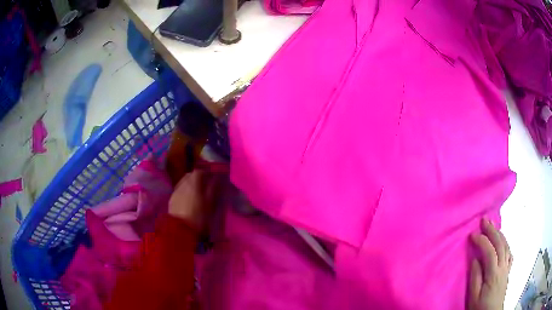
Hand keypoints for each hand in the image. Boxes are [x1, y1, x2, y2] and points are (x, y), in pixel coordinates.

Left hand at [168, 169, 223, 230]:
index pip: (199, 171)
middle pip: (189, 175)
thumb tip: (216, 179)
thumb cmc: (198, 216)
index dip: (205, 173)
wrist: (180, 228)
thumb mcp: (210, 203)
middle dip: (196, 178)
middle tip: (203, 185)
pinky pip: (178, 191)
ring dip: (189, 185)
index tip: (210, 178)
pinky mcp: (171, 199)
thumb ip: (212, 189)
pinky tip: (187, 201)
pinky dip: (183, 192)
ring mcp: (175, 191)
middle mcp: (183, 183)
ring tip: (195, 194)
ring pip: (183, 183)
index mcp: (193, 183)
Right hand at [468, 218, 512, 309]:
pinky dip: (505, 243)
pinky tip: (503, 242)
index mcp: (493, 274)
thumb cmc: (481, 307)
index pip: (490, 252)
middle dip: (492, 230)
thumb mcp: (473, 297)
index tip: (472, 235)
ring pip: (506, 245)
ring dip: (499, 234)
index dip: (482, 241)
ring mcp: (507, 267)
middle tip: (484, 220)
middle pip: (500, 244)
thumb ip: (475, 278)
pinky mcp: (508, 270)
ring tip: (492, 226)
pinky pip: (509, 252)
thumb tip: (475, 259)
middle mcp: (503, 267)